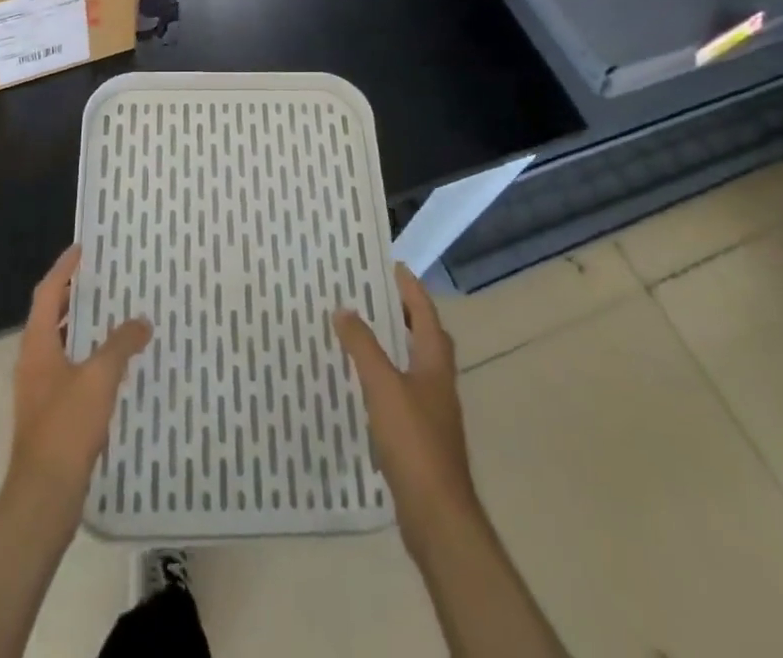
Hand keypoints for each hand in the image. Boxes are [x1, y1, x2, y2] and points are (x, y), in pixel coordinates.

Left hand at [7, 246, 150, 510]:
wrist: (43, 496)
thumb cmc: (66, 427)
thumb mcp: (99, 378)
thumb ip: (121, 345)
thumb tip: (141, 321)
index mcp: (38, 344)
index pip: (48, 293)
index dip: (64, 269)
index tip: (82, 248)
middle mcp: (33, 361)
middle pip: (51, 316)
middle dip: (75, 295)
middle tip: (103, 277)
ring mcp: (39, 388)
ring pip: (61, 344)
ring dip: (83, 326)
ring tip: (114, 314)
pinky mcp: (50, 413)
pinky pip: (70, 369)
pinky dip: (88, 356)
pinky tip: (114, 364)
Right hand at [335, 264, 481, 551]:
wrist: (437, 516)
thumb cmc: (414, 441)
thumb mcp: (383, 386)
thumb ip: (363, 346)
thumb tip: (345, 308)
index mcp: (434, 362)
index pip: (425, 313)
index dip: (410, 289)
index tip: (392, 266)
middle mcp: (438, 381)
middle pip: (425, 337)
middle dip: (405, 313)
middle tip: (376, 295)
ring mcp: (432, 411)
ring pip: (415, 364)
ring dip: (395, 345)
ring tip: (364, 333)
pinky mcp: (421, 437)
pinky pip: (404, 391)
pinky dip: (387, 377)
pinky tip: (364, 385)